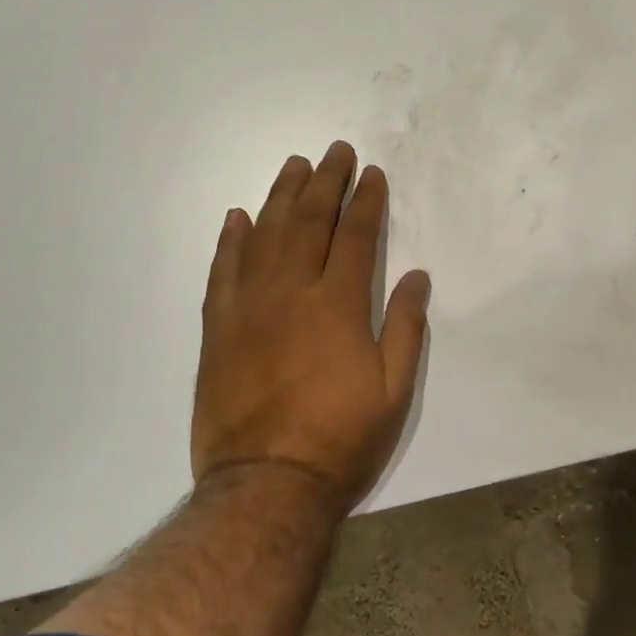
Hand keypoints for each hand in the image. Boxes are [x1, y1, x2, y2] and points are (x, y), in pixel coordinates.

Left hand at [192, 140, 429, 514]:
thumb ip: (405, 327)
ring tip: (293, 165)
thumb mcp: (394, 391)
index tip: (372, 174)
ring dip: (280, 196)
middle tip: (334, 150)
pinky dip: (231, 240)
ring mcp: (248, 307)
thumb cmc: (341, 440)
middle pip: (308, 222)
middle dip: (325, 182)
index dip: (366, 201)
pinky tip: (238, 217)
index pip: (356, 236)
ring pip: (264, 235)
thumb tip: (416, 276)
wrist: (266, 485)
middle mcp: (290, 292)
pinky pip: (223, 271)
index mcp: (338, 305)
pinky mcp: (218, 329)